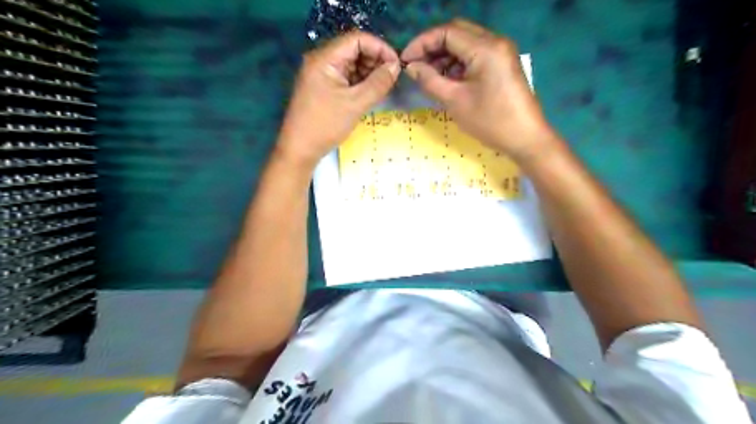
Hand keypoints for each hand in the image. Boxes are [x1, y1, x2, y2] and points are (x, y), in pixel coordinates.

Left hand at [277, 31, 400, 167]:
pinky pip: (345, 77)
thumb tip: (396, 67)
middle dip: (375, 60)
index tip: (396, 65)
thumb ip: (378, 83)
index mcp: (325, 59)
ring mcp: (321, 74)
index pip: (357, 39)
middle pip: (354, 49)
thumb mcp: (355, 104)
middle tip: (391, 78)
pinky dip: (360, 82)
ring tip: (383, 87)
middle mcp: (321, 61)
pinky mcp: (323, 87)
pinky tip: (370, 93)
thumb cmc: (325, 125)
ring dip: (369, 72)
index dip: (379, 47)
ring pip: (351, 64)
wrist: (300, 149)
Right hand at [405, 19, 556, 162]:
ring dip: (445, 55)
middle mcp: (495, 42)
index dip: (422, 43)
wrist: (525, 138)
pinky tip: (448, 79)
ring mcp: (501, 52)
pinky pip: (475, 54)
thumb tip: (412, 67)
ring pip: (465, 42)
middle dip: (432, 46)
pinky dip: (458, 63)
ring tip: (429, 75)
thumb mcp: (455, 101)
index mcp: (485, 48)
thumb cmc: (490, 121)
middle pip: (456, 32)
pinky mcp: (502, 63)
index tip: (405, 60)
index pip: (446, 32)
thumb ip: (430, 81)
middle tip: (416, 66)